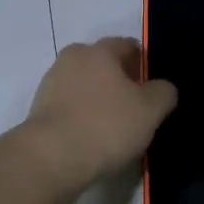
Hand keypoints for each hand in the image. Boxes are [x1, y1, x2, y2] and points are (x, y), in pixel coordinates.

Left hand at [22, 37, 177, 192]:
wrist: (51, 158)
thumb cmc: (106, 126)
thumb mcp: (150, 110)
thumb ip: (163, 92)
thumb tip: (161, 88)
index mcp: (99, 50)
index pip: (127, 45)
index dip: (143, 63)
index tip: (153, 88)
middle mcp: (72, 58)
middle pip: (103, 64)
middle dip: (120, 80)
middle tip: (136, 108)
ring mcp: (51, 83)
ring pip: (84, 85)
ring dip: (99, 99)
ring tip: (114, 127)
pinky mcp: (39, 109)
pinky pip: (70, 106)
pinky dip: (82, 115)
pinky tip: (92, 137)